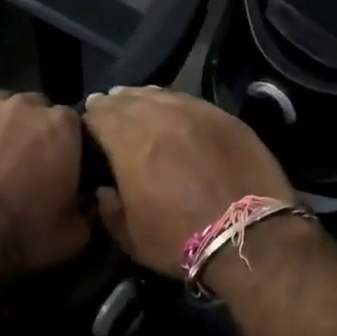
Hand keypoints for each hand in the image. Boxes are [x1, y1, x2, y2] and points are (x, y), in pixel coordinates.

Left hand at [0, 91, 89, 277]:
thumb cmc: (24, 234)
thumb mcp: (74, 234)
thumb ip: (87, 209)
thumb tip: (86, 202)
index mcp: (61, 127)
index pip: (73, 123)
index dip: (68, 146)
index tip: (63, 168)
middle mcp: (22, 106)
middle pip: (34, 110)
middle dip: (34, 131)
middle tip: (27, 166)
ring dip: (1, 129)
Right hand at [82, 86, 292, 277]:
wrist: (249, 237)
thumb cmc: (180, 240)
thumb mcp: (131, 238)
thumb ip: (109, 210)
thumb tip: (104, 191)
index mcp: (129, 144)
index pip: (98, 115)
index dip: (89, 120)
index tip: (87, 129)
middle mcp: (160, 118)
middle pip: (127, 99)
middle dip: (113, 105)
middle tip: (108, 110)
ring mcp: (196, 113)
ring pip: (160, 94)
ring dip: (142, 99)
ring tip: (136, 104)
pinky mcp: (226, 117)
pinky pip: (190, 101)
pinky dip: (174, 103)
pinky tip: (173, 111)